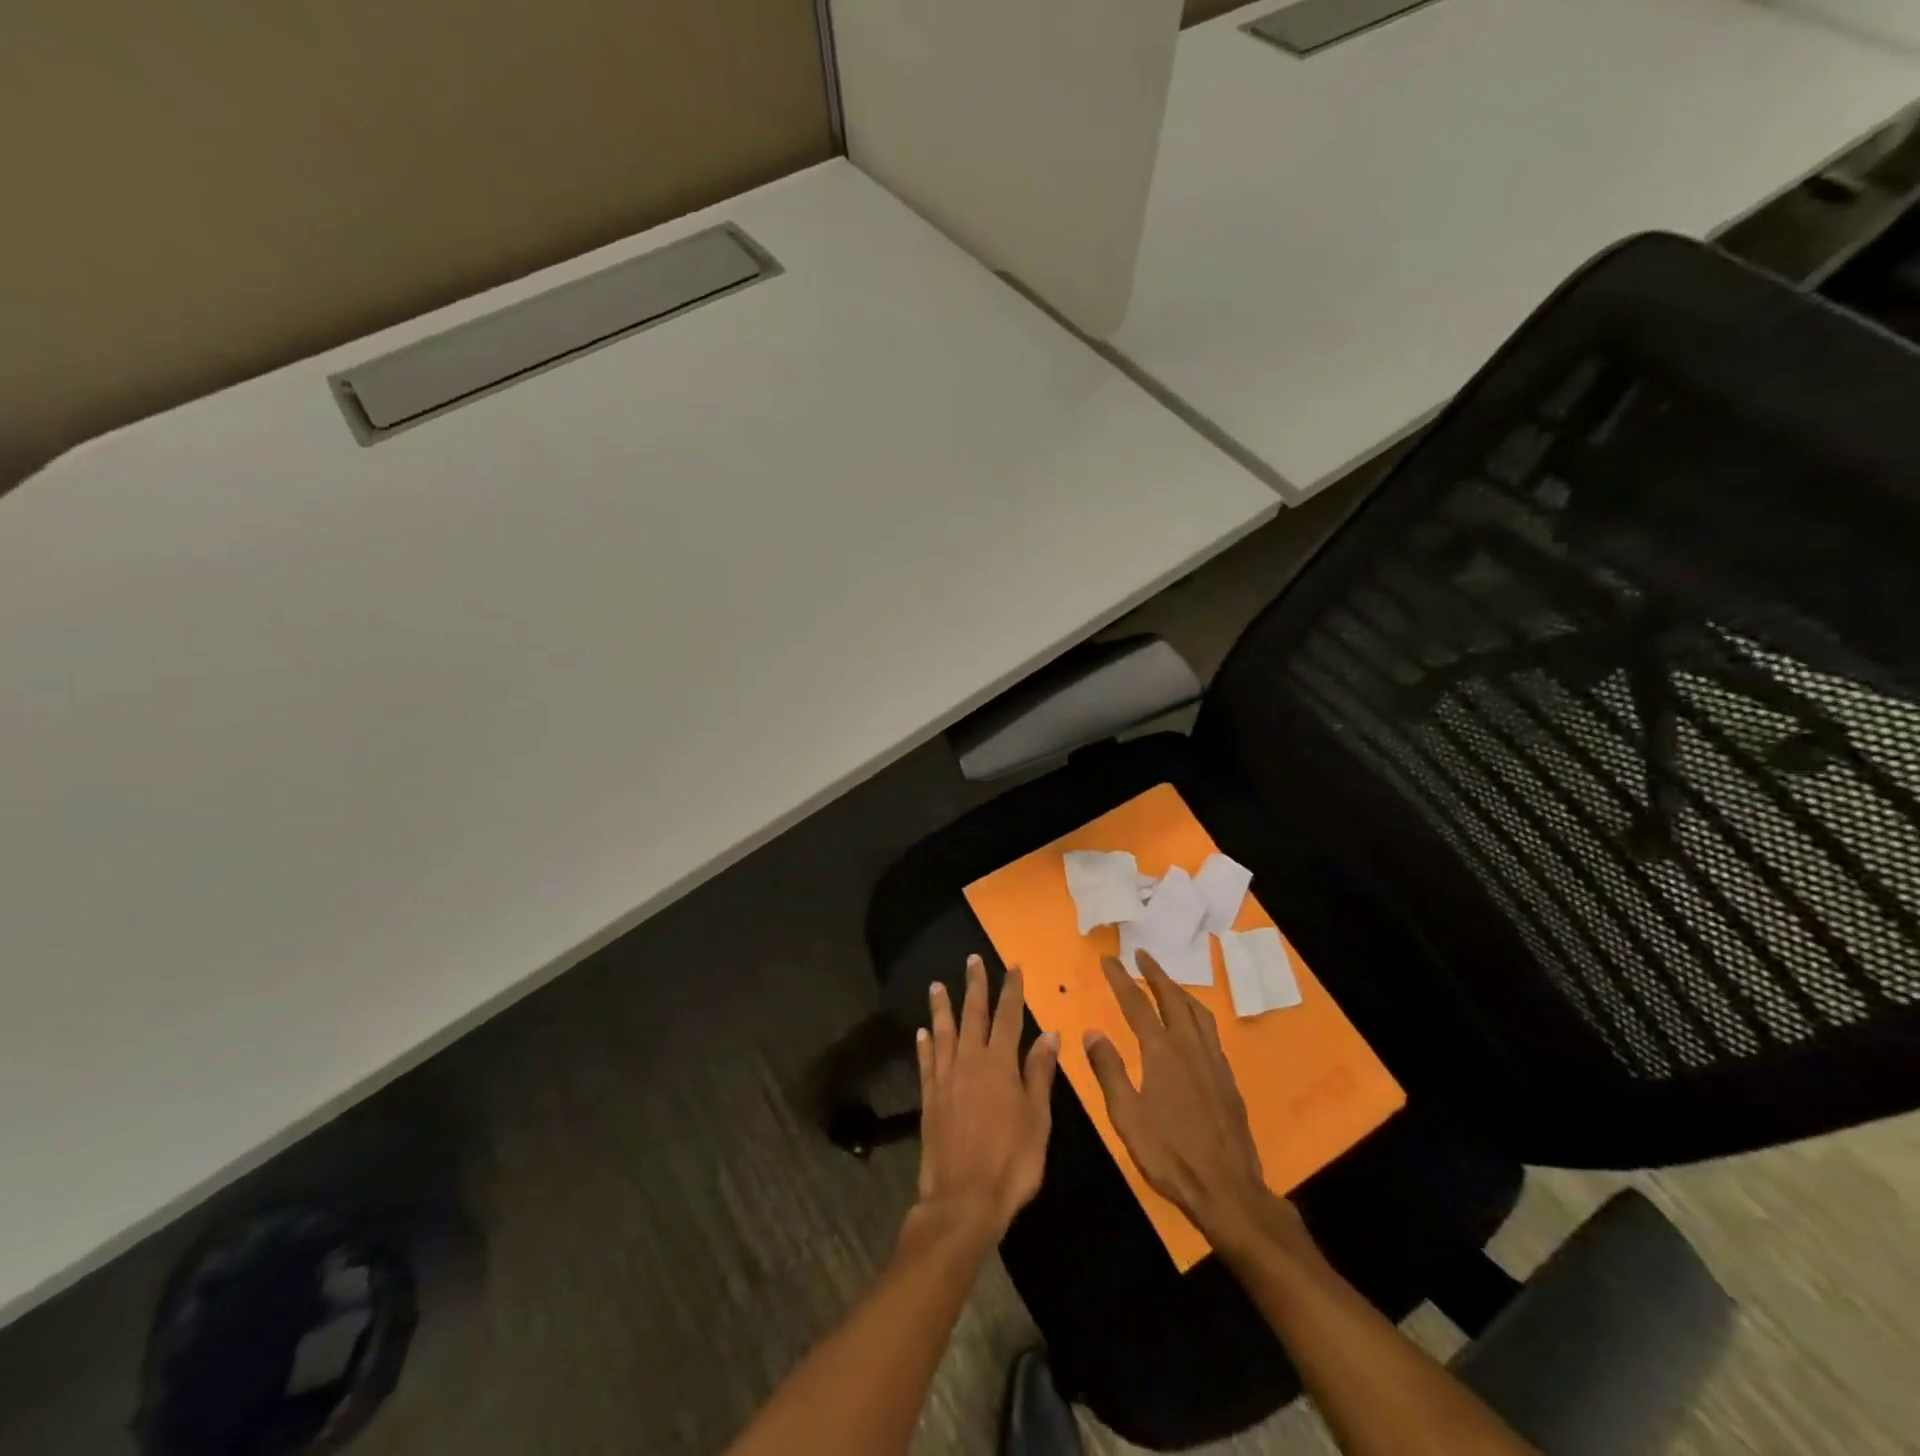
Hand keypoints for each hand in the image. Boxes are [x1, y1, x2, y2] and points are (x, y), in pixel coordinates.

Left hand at [909, 956, 1060, 1247]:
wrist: (963, 1200)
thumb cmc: (1011, 1162)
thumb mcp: (1038, 1119)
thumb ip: (1039, 1074)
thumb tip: (1049, 1034)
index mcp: (1000, 1064)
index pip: (1008, 1017)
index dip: (1011, 990)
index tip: (1012, 967)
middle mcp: (971, 1062)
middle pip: (973, 1015)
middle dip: (975, 986)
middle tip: (972, 960)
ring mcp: (946, 1079)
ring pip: (943, 1032)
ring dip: (942, 1008)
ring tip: (937, 986)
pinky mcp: (929, 1098)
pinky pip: (926, 1063)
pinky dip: (924, 1045)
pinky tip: (922, 1033)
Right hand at [1084, 952, 1311, 1259]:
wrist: (1227, 1189)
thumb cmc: (1169, 1154)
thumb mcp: (1126, 1116)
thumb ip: (1109, 1070)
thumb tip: (1092, 1031)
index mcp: (1161, 1053)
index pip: (1136, 1004)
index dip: (1121, 979)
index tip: (1108, 959)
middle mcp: (1189, 1047)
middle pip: (1172, 998)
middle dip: (1155, 973)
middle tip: (1141, 954)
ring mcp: (1213, 1061)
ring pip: (1197, 1011)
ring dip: (1178, 990)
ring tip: (1166, 981)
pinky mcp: (1227, 1078)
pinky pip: (1210, 1031)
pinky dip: (1196, 1014)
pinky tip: (1193, 1025)